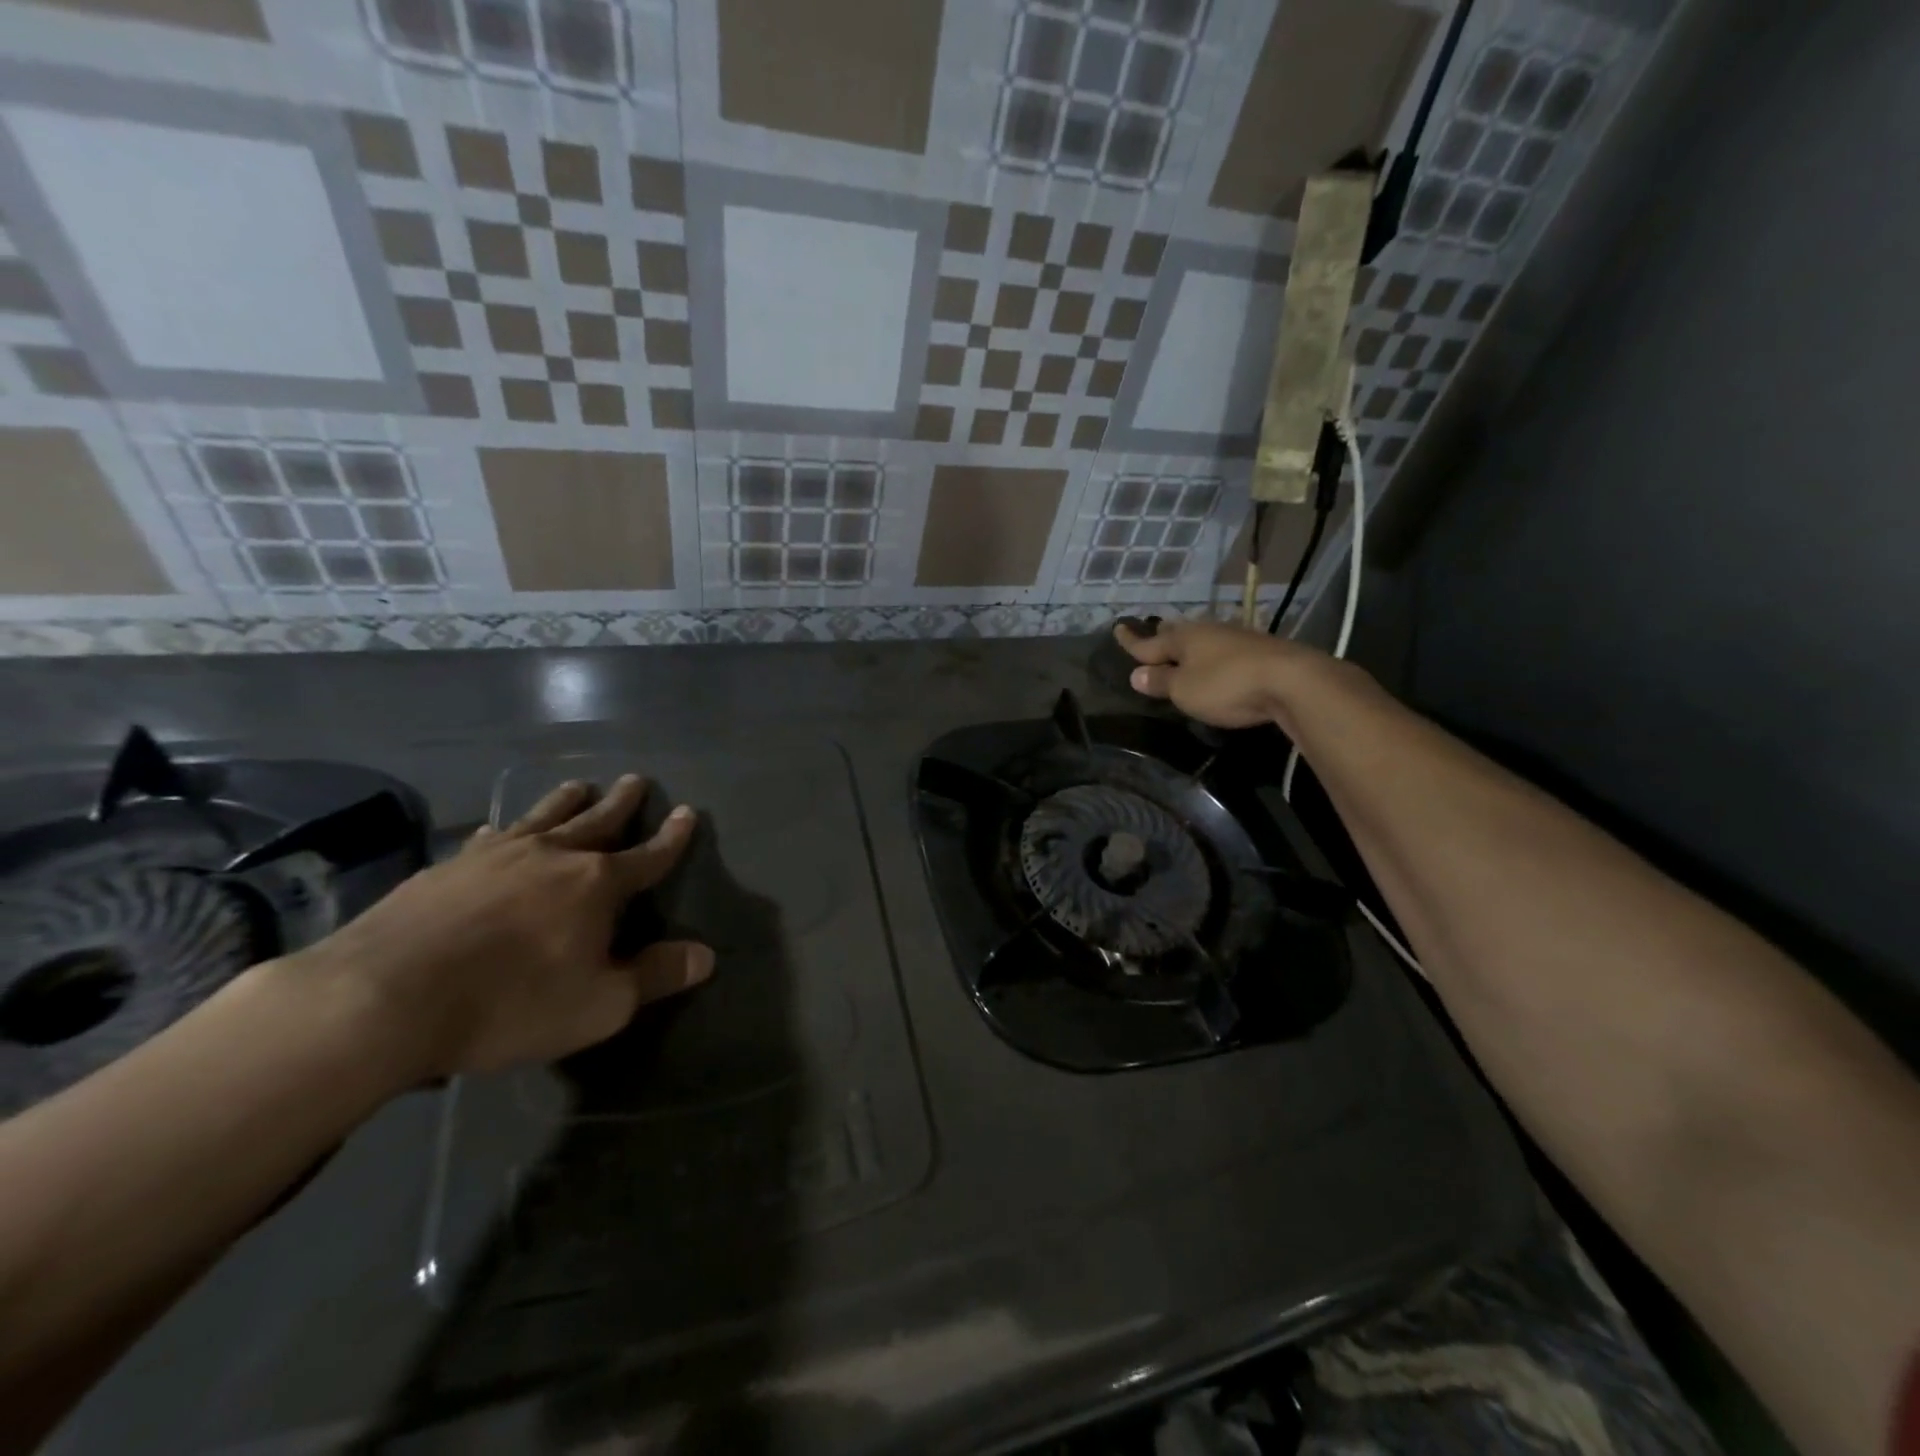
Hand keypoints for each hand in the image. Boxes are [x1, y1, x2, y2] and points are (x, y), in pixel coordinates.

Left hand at [295, 774, 710, 1081]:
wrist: (383, 997)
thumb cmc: (509, 1004)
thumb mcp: (599, 1006)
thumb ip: (654, 977)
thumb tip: (705, 955)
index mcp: (596, 884)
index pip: (648, 855)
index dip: (672, 837)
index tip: (688, 812)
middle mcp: (553, 856)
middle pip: (597, 820)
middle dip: (621, 802)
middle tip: (635, 780)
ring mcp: (496, 856)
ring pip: (543, 817)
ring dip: (566, 801)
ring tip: (579, 785)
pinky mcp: (446, 868)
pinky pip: (488, 838)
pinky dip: (505, 830)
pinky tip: (498, 831)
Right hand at [1116, 619, 1315, 728]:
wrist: (1292, 681)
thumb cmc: (1226, 685)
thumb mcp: (1185, 690)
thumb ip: (1161, 682)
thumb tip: (1137, 674)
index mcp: (1184, 639)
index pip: (1149, 642)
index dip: (1131, 641)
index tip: (1117, 629)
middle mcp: (1208, 632)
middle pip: (1178, 633)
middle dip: (1163, 636)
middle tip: (1153, 633)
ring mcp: (1237, 639)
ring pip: (1204, 639)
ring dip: (1191, 645)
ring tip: (1182, 650)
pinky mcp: (1260, 652)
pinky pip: (1225, 650)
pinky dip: (1214, 655)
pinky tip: (1217, 660)